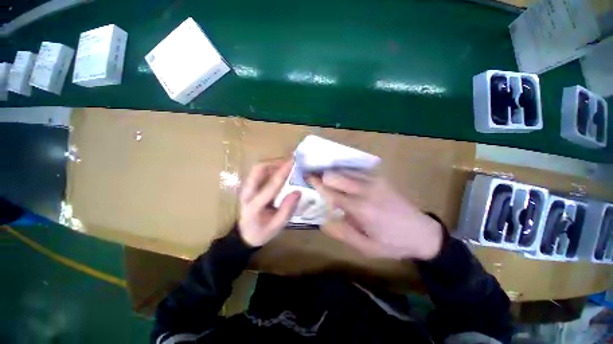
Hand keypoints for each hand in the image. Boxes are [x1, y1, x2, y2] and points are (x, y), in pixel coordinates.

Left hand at [238, 159, 300, 246]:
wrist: (243, 235)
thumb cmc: (261, 232)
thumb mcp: (276, 226)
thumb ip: (287, 210)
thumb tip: (298, 192)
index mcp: (254, 206)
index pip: (270, 186)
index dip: (283, 172)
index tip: (293, 162)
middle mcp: (247, 193)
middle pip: (258, 169)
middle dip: (275, 162)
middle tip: (290, 162)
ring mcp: (246, 188)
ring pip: (258, 168)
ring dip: (273, 163)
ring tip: (287, 165)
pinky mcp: (248, 186)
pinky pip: (259, 172)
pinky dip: (270, 167)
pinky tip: (280, 171)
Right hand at [308, 171, 442, 259]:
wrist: (422, 232)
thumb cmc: (392, 243)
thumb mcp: (365, 247)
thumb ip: (342, 233)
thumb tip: (323, 220)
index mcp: (360, 208)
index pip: (331, 191)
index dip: (316, 183)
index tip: (306, 177)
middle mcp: (365, 189)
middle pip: (335, 174)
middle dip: (322, 177)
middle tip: (316, 183)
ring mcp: (374, 180)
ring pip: (344, 169)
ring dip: (333, 174)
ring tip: (328, 181)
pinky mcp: (379, 178)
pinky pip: (355, 170)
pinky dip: (345, 173)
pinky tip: (344, 182)